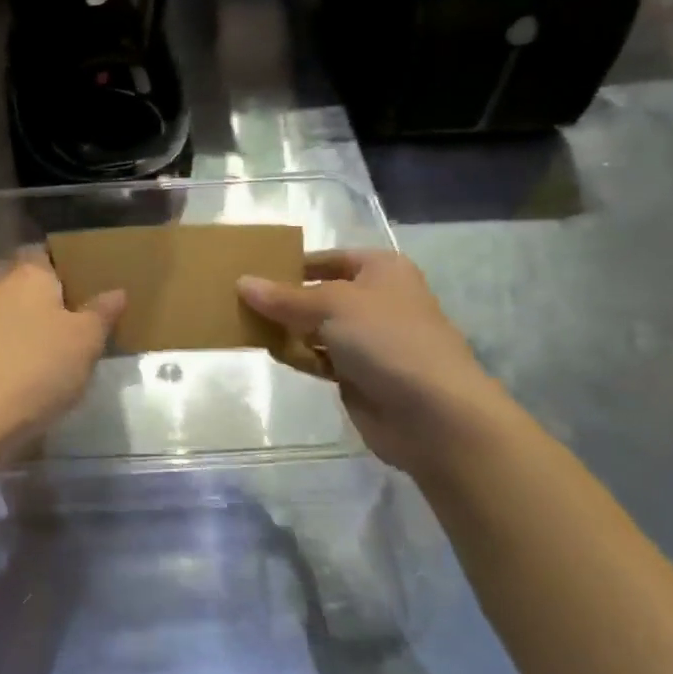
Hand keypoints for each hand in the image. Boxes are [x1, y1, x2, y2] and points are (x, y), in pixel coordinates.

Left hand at [0, 252, 124, 466]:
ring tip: (62, 345)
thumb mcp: (86, 341)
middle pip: (24, 279)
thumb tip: (116, 291)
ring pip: (11, 309)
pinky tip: (34, 369)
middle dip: (47, 293)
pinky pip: (0, 338)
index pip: (44, 251)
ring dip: (31, 322)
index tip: (88, 281)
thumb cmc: (38, 368)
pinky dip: (16, 346)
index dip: (65, 262)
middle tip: (77, 313)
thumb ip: (101, 313)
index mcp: (29, 273)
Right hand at [239, 250, 520, 475]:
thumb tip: (241, 283)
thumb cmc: (387, 339)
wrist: (434, 414)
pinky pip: (318, 357)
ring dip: (286, 328)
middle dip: (284, 298)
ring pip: (315, 327)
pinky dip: (297, 354)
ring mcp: (368, 340)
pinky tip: (269, 351)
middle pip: (319, 293)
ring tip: (244, 324)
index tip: (253, 268)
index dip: (294, 262)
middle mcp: (376, 300)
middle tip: (238, 298)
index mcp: (381, 270)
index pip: (329, 258)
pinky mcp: (358, 375)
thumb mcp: (331, 306)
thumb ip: (284, 297)